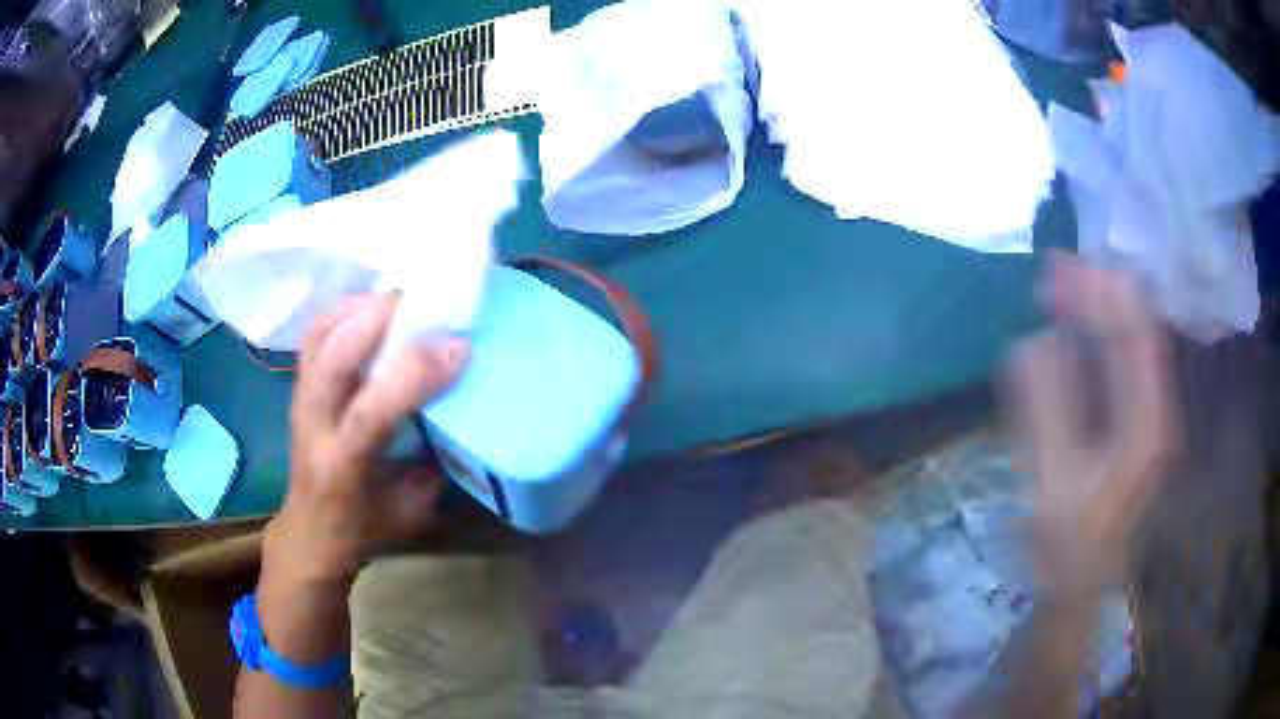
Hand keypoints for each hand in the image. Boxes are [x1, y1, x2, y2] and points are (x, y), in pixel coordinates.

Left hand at [265, 295, 469, 591]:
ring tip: (400, 303)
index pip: (370, 411)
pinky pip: (317, 333)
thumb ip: (433, 458)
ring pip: (320, 333)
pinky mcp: (298, 386)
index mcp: (343, 466)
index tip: (458, 348)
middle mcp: (313, 425)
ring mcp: (299, 399)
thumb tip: (459, 402)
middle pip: (333, 354)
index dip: (414, 374)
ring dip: (361, 308)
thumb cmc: (364, 528)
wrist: (310, 533)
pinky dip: (346, 312)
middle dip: (379, 318)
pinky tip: (373, 313)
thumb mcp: (412, 509)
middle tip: (425, 305)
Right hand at [1009, 253, 1179, 594]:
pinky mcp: (1135, 422)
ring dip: (1095, 314)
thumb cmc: (1069, 547)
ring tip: (1057, 291)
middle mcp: (1157, 410)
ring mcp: (1149, 416)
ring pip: (1128, 344)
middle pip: (1136, 331)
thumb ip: (1046, 409)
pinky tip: (1070, 334)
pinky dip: (1094, 340)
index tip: (1060, 268)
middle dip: (1097, 295)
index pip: (1137, 337)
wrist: (1081, 587)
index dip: (1103, 294)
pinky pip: (1119, 365)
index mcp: (1148, 426)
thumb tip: (1029, 340)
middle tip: (1053, 271)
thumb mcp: (1053, 484)